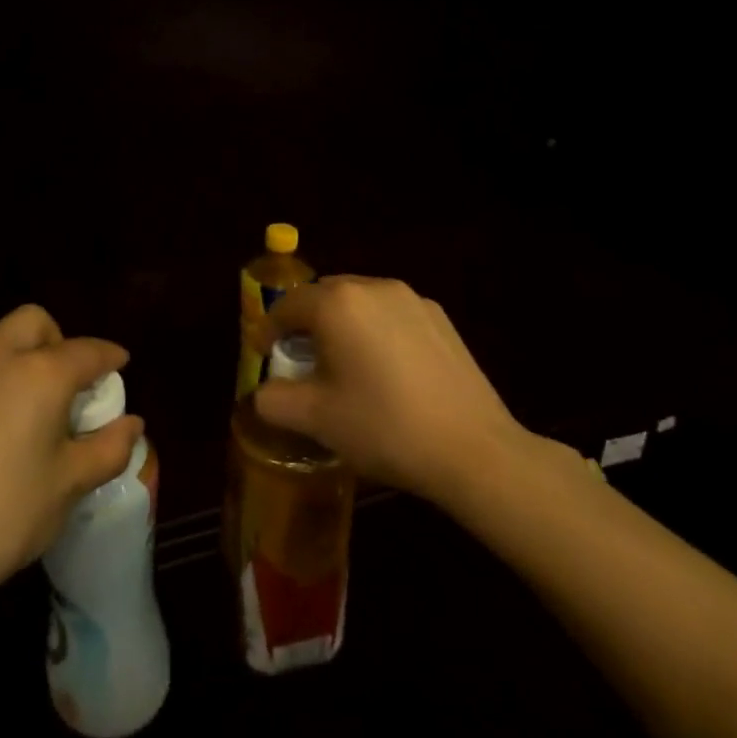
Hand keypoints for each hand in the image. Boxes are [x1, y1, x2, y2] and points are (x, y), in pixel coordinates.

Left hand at [0, 305, 141, 610]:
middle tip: (69, 383)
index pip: (86, 350)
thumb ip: (109, 447)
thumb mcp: (70, 483)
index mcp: (39, 372)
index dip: (109, 356)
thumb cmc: (8, 514)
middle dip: (58, 340)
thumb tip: (132, 424)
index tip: (120, 365)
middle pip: (34, 322)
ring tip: (32, 404)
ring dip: (23, 355)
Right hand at [255, 276, 546, 511]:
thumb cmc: (384, 427)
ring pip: (360, 302)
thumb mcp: (316, 419)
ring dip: (343, 324)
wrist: (473, 450)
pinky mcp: (440, 318)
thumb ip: (274, 400)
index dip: (269, 329)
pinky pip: (392, 314)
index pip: (288, 305)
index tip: (262, 353)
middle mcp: (373, 287)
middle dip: (306, 323)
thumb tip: (264, 393)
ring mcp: (412, 299)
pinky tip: (386, 370)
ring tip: (344, 363)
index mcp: (337, 303)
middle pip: (324, 296)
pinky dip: (376, 331)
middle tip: (301, 359)